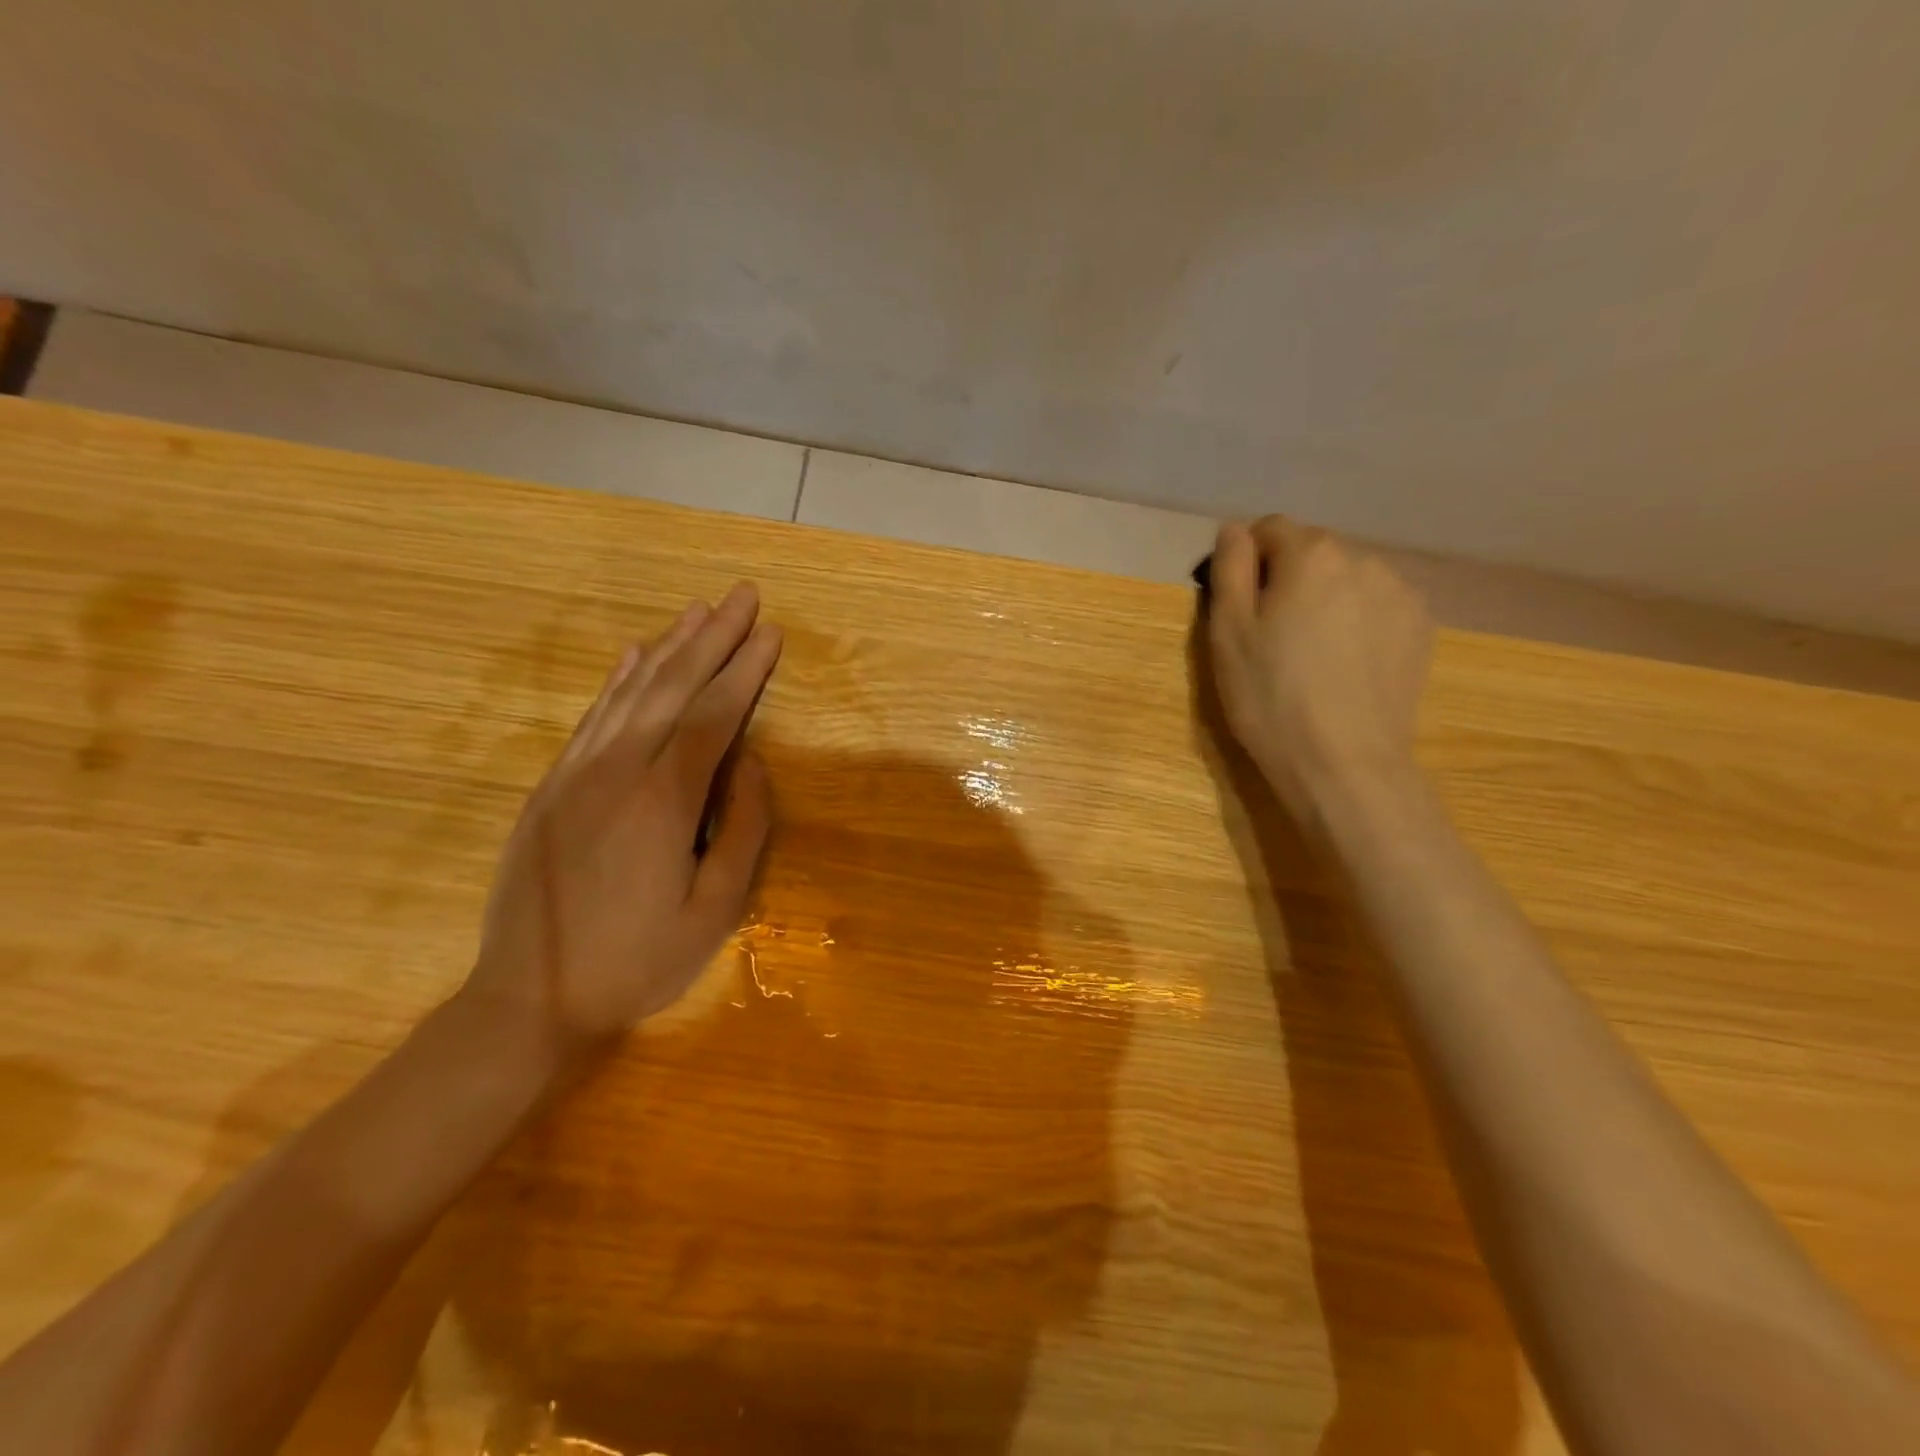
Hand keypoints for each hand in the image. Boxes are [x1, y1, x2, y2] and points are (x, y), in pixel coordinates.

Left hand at [459, 583, 780, 1077]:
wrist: (531, 999)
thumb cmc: (638, 961)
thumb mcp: (716, 910)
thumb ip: (742, 828)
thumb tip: (749, 761)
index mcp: (663, 800)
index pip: (714, 716)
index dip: (745, 671)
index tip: (771, 633)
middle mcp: (617, 770)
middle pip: (673, 688)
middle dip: (713, 638)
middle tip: (743, 596)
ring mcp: (577, 774)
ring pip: (631, 693)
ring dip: (670, 646)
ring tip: (699, 610)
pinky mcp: (551, 787)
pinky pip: (591, 718)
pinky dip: (617, 680)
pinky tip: (635, 653)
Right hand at [1205, 517, 1432, 819]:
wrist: (1344, 762)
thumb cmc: (1271, 696)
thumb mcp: (1228, 632)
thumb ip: (1230, 567)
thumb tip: (1235, 530)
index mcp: (1312, 554)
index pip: (1269, 529)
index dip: (1245, 563)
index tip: (1239, 607)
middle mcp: (1365, 559)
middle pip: (1312, 551)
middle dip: (1288, 579)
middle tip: (1272, 636)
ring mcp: (1401, 593)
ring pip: (1347, 578)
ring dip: (1325, 598)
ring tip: (1312, 653)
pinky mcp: (1421, 628)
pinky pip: (1376, 606)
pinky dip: (1356, 620)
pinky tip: (1345, 665)